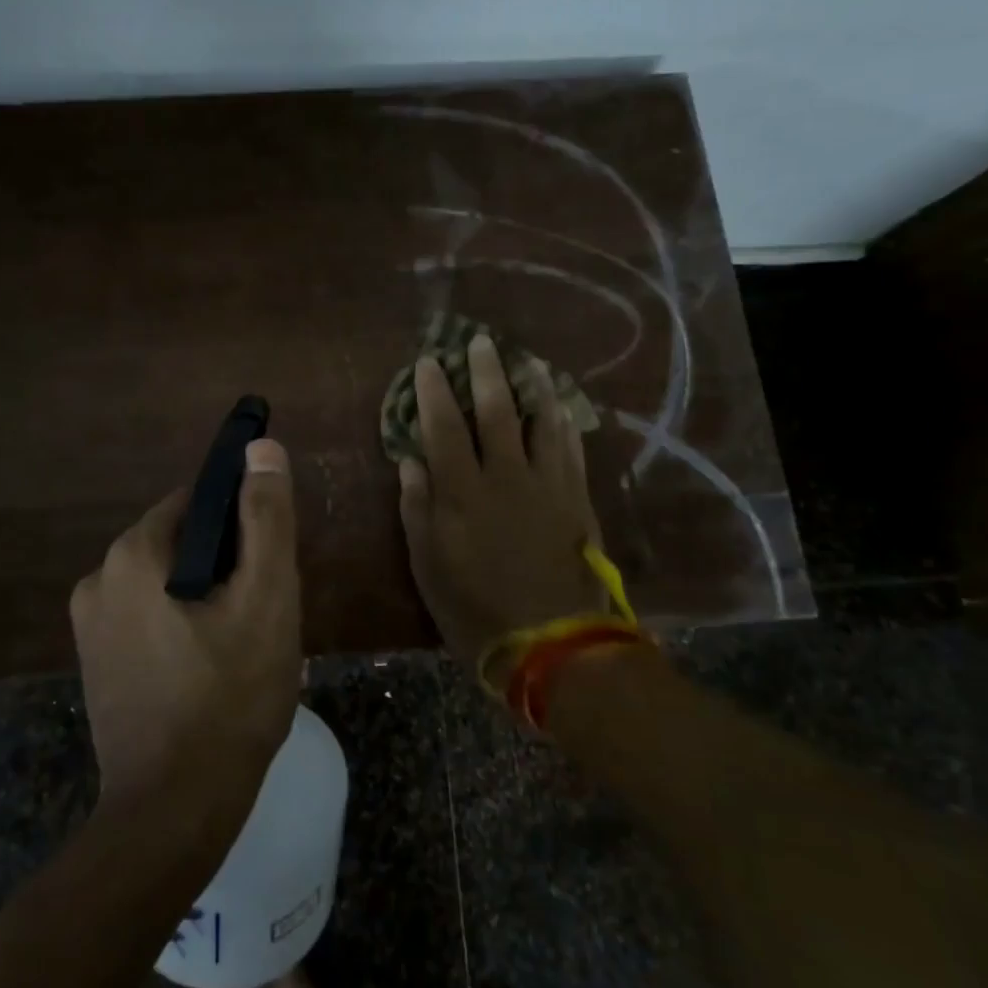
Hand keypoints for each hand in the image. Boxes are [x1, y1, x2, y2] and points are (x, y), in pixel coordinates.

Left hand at [69, 439, 301, 832]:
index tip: (271, 564)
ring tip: (244, 646)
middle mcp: (99, 579)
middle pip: (184, 543)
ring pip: (169, 583)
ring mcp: (91, 626)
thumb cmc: (230, 698)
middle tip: (264, 612)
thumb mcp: (266, 598)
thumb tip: (260, 448)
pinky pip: (151, 618)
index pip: (198, 502)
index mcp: (132, 554)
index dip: (244, 524)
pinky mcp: (97, 664)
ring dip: (209, 598)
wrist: (174, 813)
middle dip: (228, 565)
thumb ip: (266, 517)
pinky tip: (213, 670)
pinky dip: (184, 626)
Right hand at [398, 335, 606, 681]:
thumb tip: (410, 462)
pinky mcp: (576, 499)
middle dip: (486, 373)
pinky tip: (561, 409)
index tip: (428, 363)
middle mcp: (505, 476)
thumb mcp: (429, 567)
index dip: (433, 391)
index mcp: (462, 492)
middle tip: (481, 342)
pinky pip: (571, 450)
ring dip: (533, 387)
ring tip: (529, 361)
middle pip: (496, 412)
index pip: (444, 427)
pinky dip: (564, 424)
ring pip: (541, 422)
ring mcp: (547, 485)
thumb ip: (418, 509)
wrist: (552, 644)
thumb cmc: (476, 609)